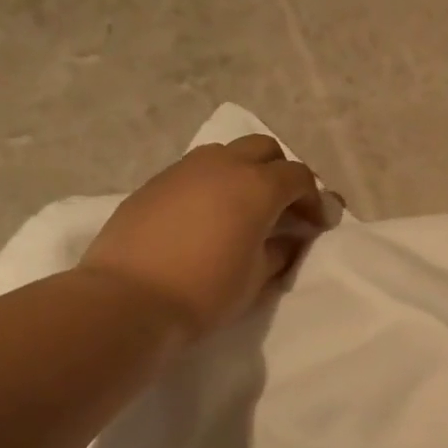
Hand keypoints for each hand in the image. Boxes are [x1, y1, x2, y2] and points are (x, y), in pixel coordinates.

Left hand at [79, 135, 329, 335]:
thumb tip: (290, 238)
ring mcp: (184, 170)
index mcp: (257, 187)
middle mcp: (223, 166)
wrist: (129, 298)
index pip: (299, 177)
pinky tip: (209, 218)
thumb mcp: (258, 276)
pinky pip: (196, 172)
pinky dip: (214, 185)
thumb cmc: (207, 290)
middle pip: (264, 149)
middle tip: (285, 208)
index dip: (315, 199)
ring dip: (245, 173)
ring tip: (245, 210)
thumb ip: (282, 250)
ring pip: (227, 154)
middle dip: (281, 173)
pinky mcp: (155, 183)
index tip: (317, 225)